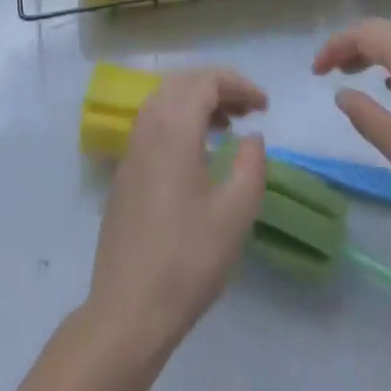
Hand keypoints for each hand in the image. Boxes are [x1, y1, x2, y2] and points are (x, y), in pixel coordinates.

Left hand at [85, 68, 268, 359]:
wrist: (128, 309)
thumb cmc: (187, 259)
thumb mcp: (235, 214)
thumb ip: (251, 165)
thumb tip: (252, 136)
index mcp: (173, 127)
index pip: (206, 81)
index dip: (238, 85)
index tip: (265, 105)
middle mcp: (148, 126)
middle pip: (183, 83)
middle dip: (218, 87)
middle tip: (249, 109)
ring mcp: (132, 148)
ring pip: (166, 100)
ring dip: (198, 102)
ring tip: (229, 125)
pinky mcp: (125, 170)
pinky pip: (154, 123)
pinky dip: (180, 119)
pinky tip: (199, 151)